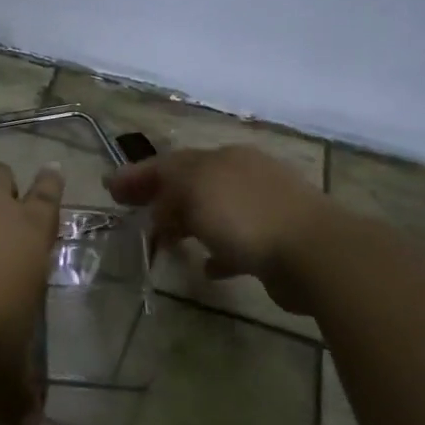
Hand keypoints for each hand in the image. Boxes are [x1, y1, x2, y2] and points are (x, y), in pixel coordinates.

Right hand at [107, 146, 334, 310]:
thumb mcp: (194, 187)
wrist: (316, 253)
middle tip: (130, 210)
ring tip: (163, 242)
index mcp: (222, 158)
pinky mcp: (276, 243)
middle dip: (159, 196)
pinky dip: (217, 252)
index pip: (170, 162)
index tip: (109, 188)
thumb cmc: (245, 214)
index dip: (137, 174)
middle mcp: (243, 176)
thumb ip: (168, 188)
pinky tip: (206, 267)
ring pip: (212, 213)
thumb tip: (160, 209)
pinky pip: (236, 244)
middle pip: (191, 184)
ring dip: (186, 224)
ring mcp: (263, 209)